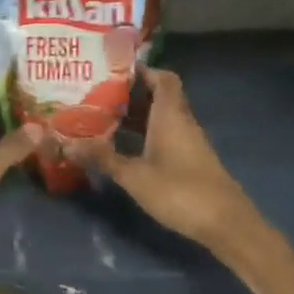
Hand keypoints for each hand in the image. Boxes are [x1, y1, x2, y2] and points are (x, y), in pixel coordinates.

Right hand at [66, 66, 258, 251]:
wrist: (225, 224)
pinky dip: (144, 134)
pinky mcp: (189, 161)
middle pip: (159, 96)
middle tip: (98, 94)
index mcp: (171, 115)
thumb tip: (67, 144)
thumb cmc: (180, 191)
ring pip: (160, 118)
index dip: (142, 70)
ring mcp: (187, 142)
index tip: (114, 70)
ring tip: (102, 117)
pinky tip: (123, 146)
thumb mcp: (134, 175)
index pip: (163, 78)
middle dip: (130, 93)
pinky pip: (164, 135)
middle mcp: (181, 122)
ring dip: (136, 115)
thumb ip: (103, 158)